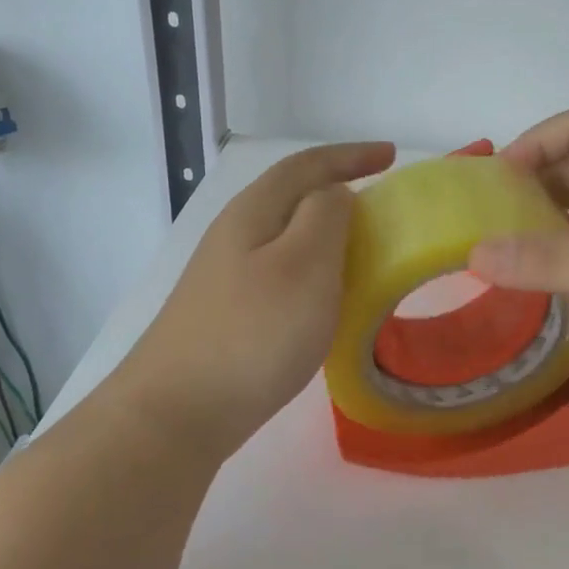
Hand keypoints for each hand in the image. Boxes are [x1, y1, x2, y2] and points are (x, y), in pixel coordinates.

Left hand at [124, 141, 394, 457]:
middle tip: (384, 208)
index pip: (306, 166)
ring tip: (365, 252)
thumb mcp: (304, 265)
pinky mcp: (229, 314)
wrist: (176, 413)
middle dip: (339, 190)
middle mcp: (236, 236)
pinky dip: (315, 272)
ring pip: (287, 238)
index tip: (391, 155)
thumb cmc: (252, 333)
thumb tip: (335, 195)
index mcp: (254, 213)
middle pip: (292, 197)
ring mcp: (227, 278)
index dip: (351, 155)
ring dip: (328, 235)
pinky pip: (283, 274)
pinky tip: (326, 300)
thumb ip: (326, 218)